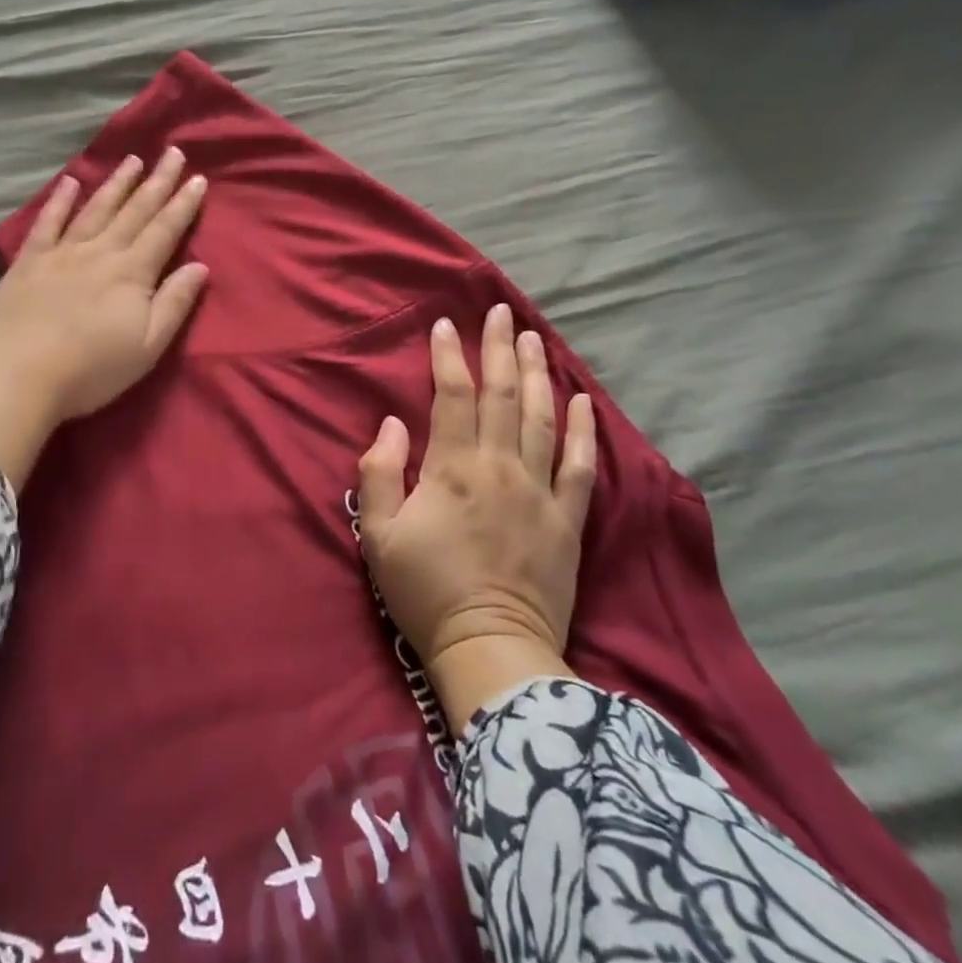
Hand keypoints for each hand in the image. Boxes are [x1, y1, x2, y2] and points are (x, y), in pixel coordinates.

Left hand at [0, 148, 208, 420]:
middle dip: (156, 182)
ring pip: (95, 209)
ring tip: (132, 159)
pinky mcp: (29, 262)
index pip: (164, 230)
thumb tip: (199, 267)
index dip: (182, 204)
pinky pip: (48, 222)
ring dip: (116, 183)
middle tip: (172, 153)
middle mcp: (100, 252)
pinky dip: (60, 201)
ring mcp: (61, 253)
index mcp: (131, 273)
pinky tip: (70, 182)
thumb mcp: (147, 346)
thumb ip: (174, 303)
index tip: (197, 178)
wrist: (17, 376)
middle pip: (134, 211)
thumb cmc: (91, 369)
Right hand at [357, 304, 596, 727]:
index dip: (448, 356)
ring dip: (536, 373)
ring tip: (534, 337)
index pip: (453, 396)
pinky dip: (583, 430)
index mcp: (452, 469)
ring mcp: (539, 491)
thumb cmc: (425, 591)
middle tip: (500, 312)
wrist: (491, 650)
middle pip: (501, 395)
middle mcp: (499, 468)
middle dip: (498, 348)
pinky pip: (579, 465)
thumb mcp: (378, 534)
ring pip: (540, 418)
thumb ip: (379, 472)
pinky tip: (582, 400)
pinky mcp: (566, 520)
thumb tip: (393, 423)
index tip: (445, 325)